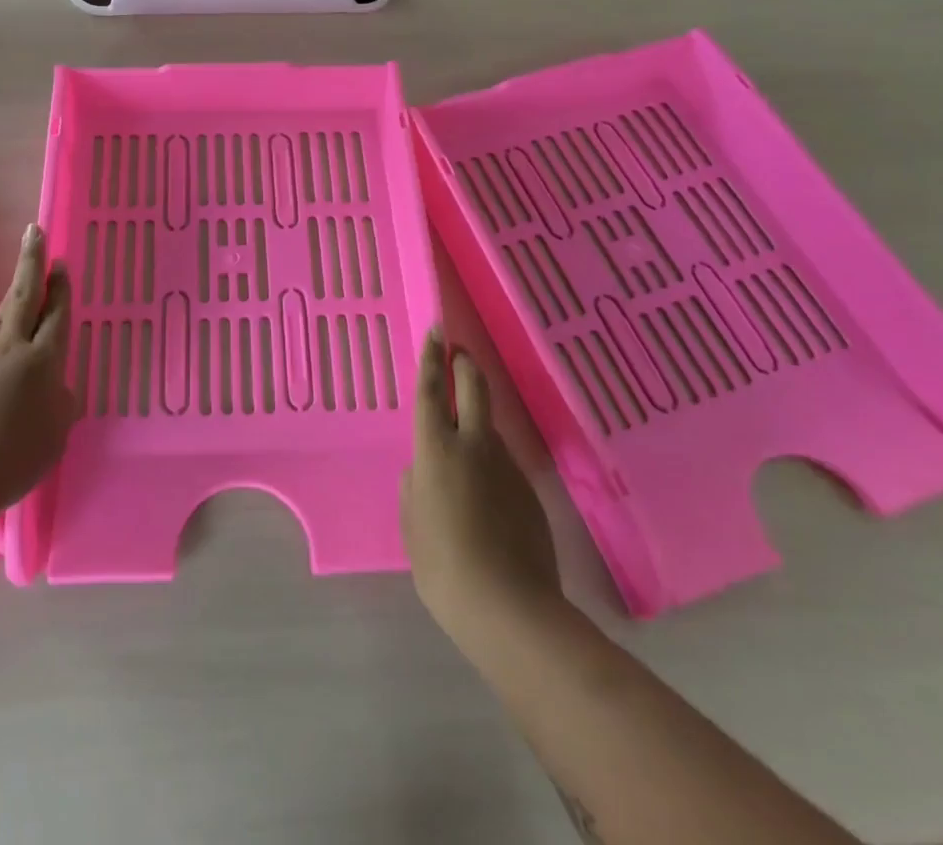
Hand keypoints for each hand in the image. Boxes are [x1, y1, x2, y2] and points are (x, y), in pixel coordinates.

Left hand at [0, 224, 76, 524]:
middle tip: (35, 232)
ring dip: (9, 294)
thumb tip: (54, 388)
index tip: (60, 265)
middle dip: (32, 263)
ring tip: (18, 276)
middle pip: (24, 296)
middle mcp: (10, 348)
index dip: (60, 289)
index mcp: (43, 362)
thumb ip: (59, 406)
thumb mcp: (53, 438)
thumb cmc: (10, 462)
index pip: (56, 316)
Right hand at [402, 331, 566, 645]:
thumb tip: (427, 469)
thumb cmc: (443, 566)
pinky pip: (504, 464)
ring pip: (491, 428)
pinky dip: (491, 463)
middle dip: (467, 365)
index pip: (433, 391)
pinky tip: (484, 496)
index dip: (433, 358)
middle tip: (460, 354)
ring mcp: (508, 467)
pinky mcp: (530, 492)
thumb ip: (416, 485)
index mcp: (436, 449)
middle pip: (475, 388)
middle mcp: (475, 446)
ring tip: (464, 448)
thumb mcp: (412, 523)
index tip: (436, 332)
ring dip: (479, 422)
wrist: (510, 609)